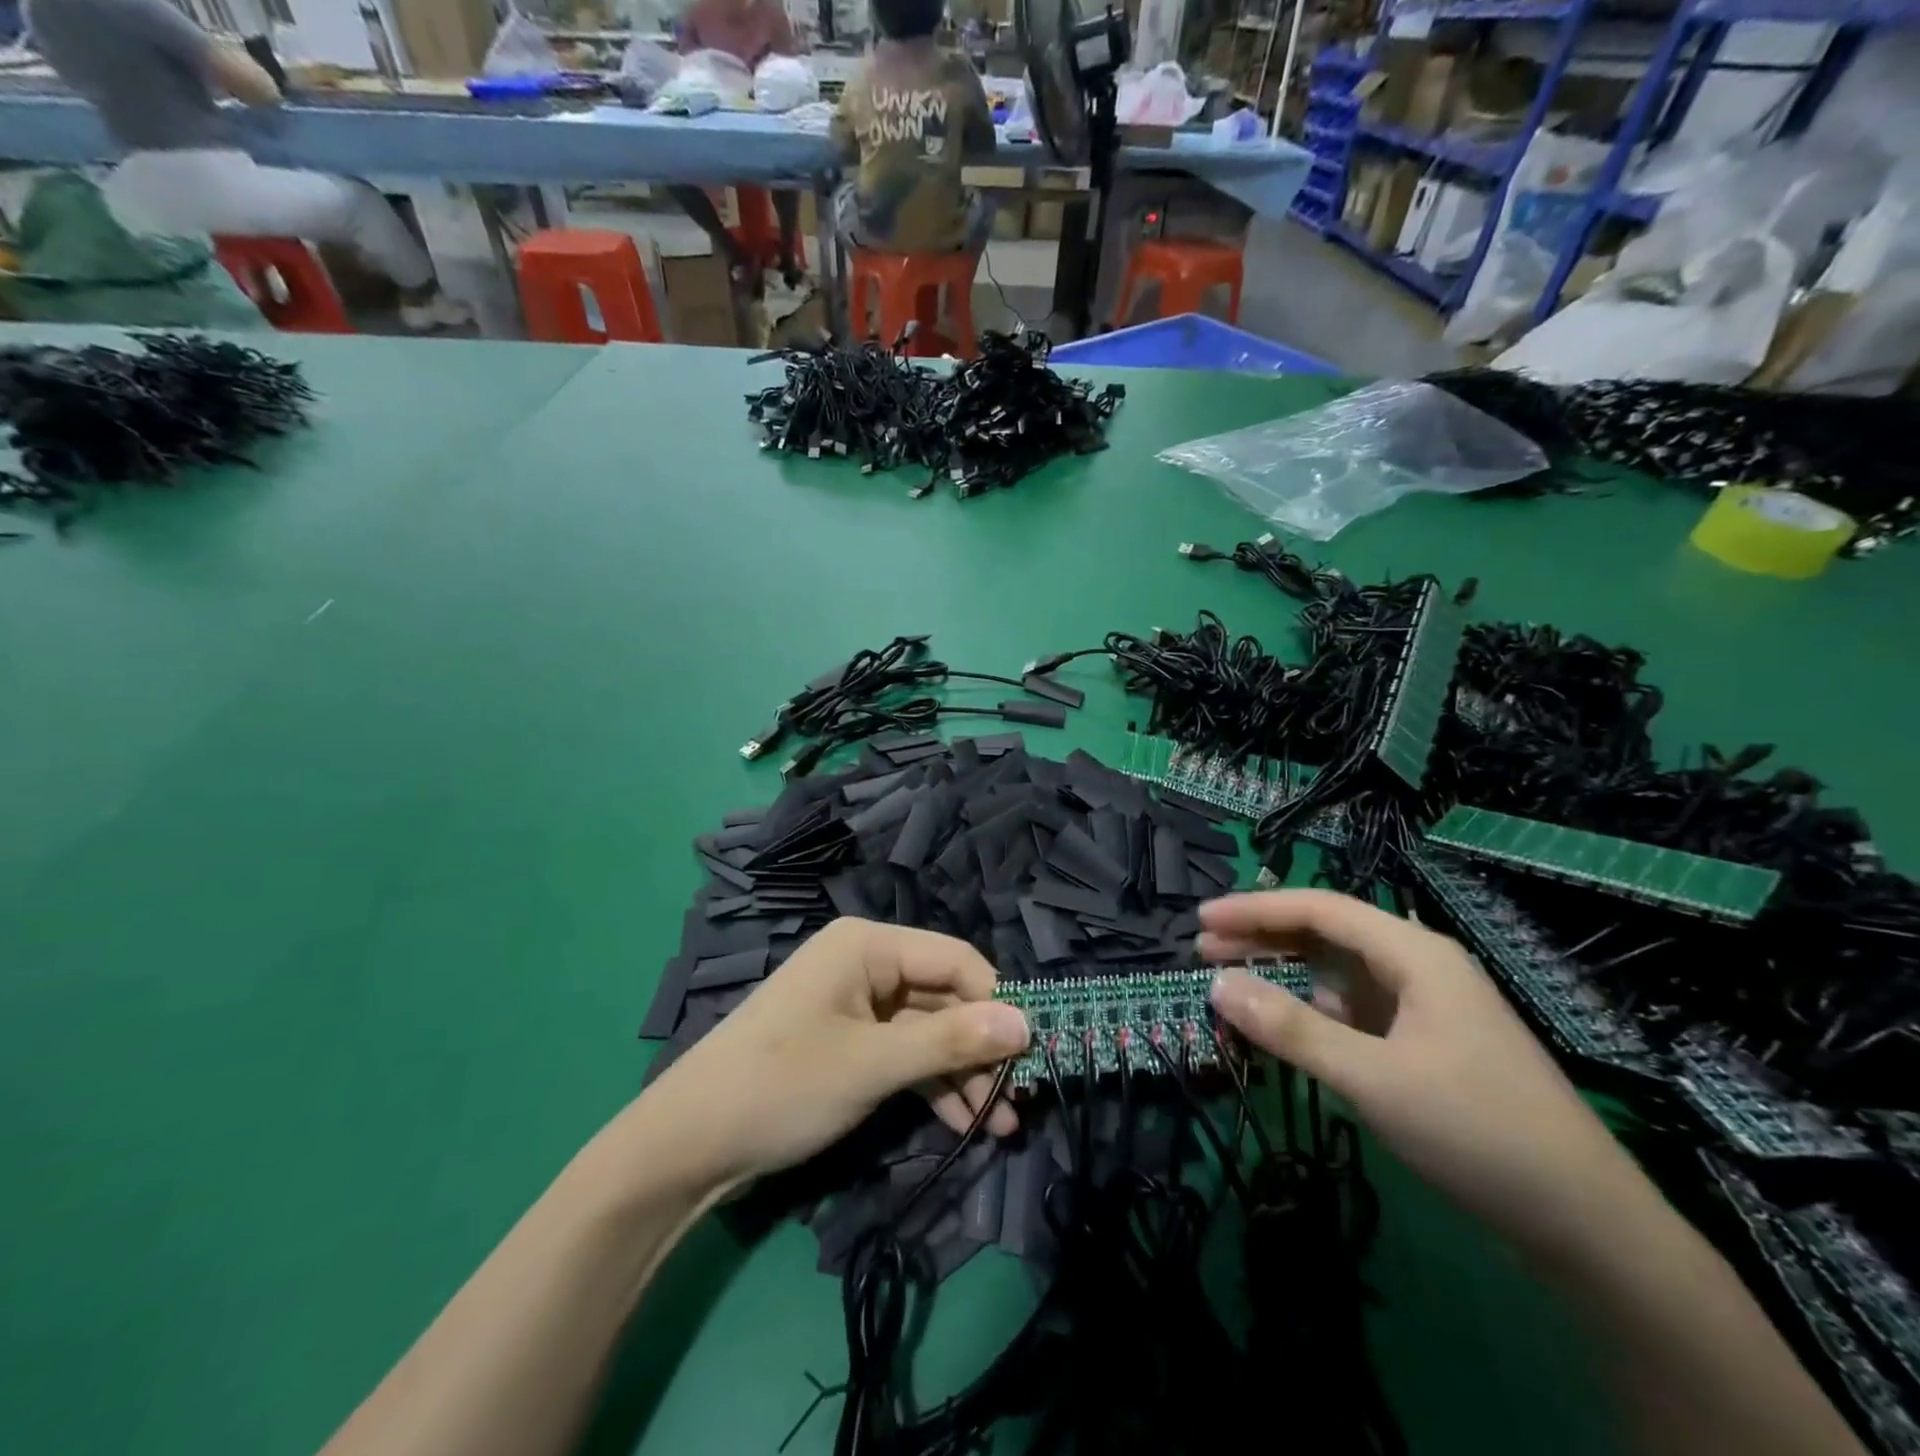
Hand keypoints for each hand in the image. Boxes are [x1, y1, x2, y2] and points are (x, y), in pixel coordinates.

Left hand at [642, 918, 1030, 1188]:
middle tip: (1020, 1100)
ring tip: (1001, 1124)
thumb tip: (1026, 1024)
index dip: (997, 1001)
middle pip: (942, 998)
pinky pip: (901, 1054)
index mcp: (867, 945)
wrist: (686, 1145)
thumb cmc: (782, 1086)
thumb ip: (951, 1042)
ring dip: (961, 1074)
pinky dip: (930, 1084)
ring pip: (926, 1031)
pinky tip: (962, 1121)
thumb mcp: (872, 1065)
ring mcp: (854, 1006)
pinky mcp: (846, 1044)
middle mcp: (864, 964)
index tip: (1034, 1051)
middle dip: (980, 1049)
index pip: (954, 959)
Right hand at [1201, 889, 1652, 1258]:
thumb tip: (1219, 986)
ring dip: (1286, 970)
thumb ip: (1291, 1029)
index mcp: (1415, 954)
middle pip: (1327, 932)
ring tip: (1233, 979)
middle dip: (1264, 936)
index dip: (1254, 909)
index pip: (1320, 909)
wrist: (1587, 1223)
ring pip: (1340, 970)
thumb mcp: (1372, 1079)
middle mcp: (1420, 965)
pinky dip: (1314, 1007)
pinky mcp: (1428, 1041)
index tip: (1201, 919)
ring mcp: (1427, 1004)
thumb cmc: (1477, 1133)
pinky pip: (1356, 1007)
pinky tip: (1291, 1023)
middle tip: (1203, 948)